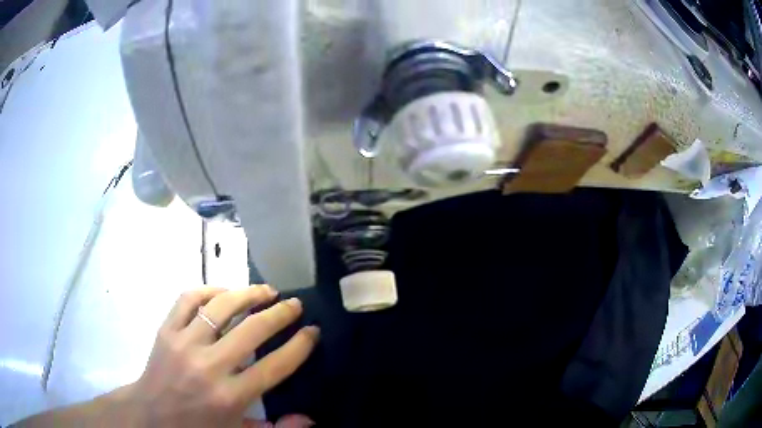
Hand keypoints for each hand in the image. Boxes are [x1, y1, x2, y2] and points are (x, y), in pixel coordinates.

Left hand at [127, 286, 318, 426]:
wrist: (151, 416)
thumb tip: (309, 417)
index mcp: (229, 397)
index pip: (273, 366)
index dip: (298, 346)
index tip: (312, 331)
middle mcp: (208, 366)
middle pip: (251, 330)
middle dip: (280, 314)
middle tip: (294, 304)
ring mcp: (183, 343)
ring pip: (220, 307)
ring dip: (247, 293)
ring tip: (265, 290)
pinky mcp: (165, 330)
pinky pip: (188, 299)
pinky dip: (209, 290)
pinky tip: (223, 292)